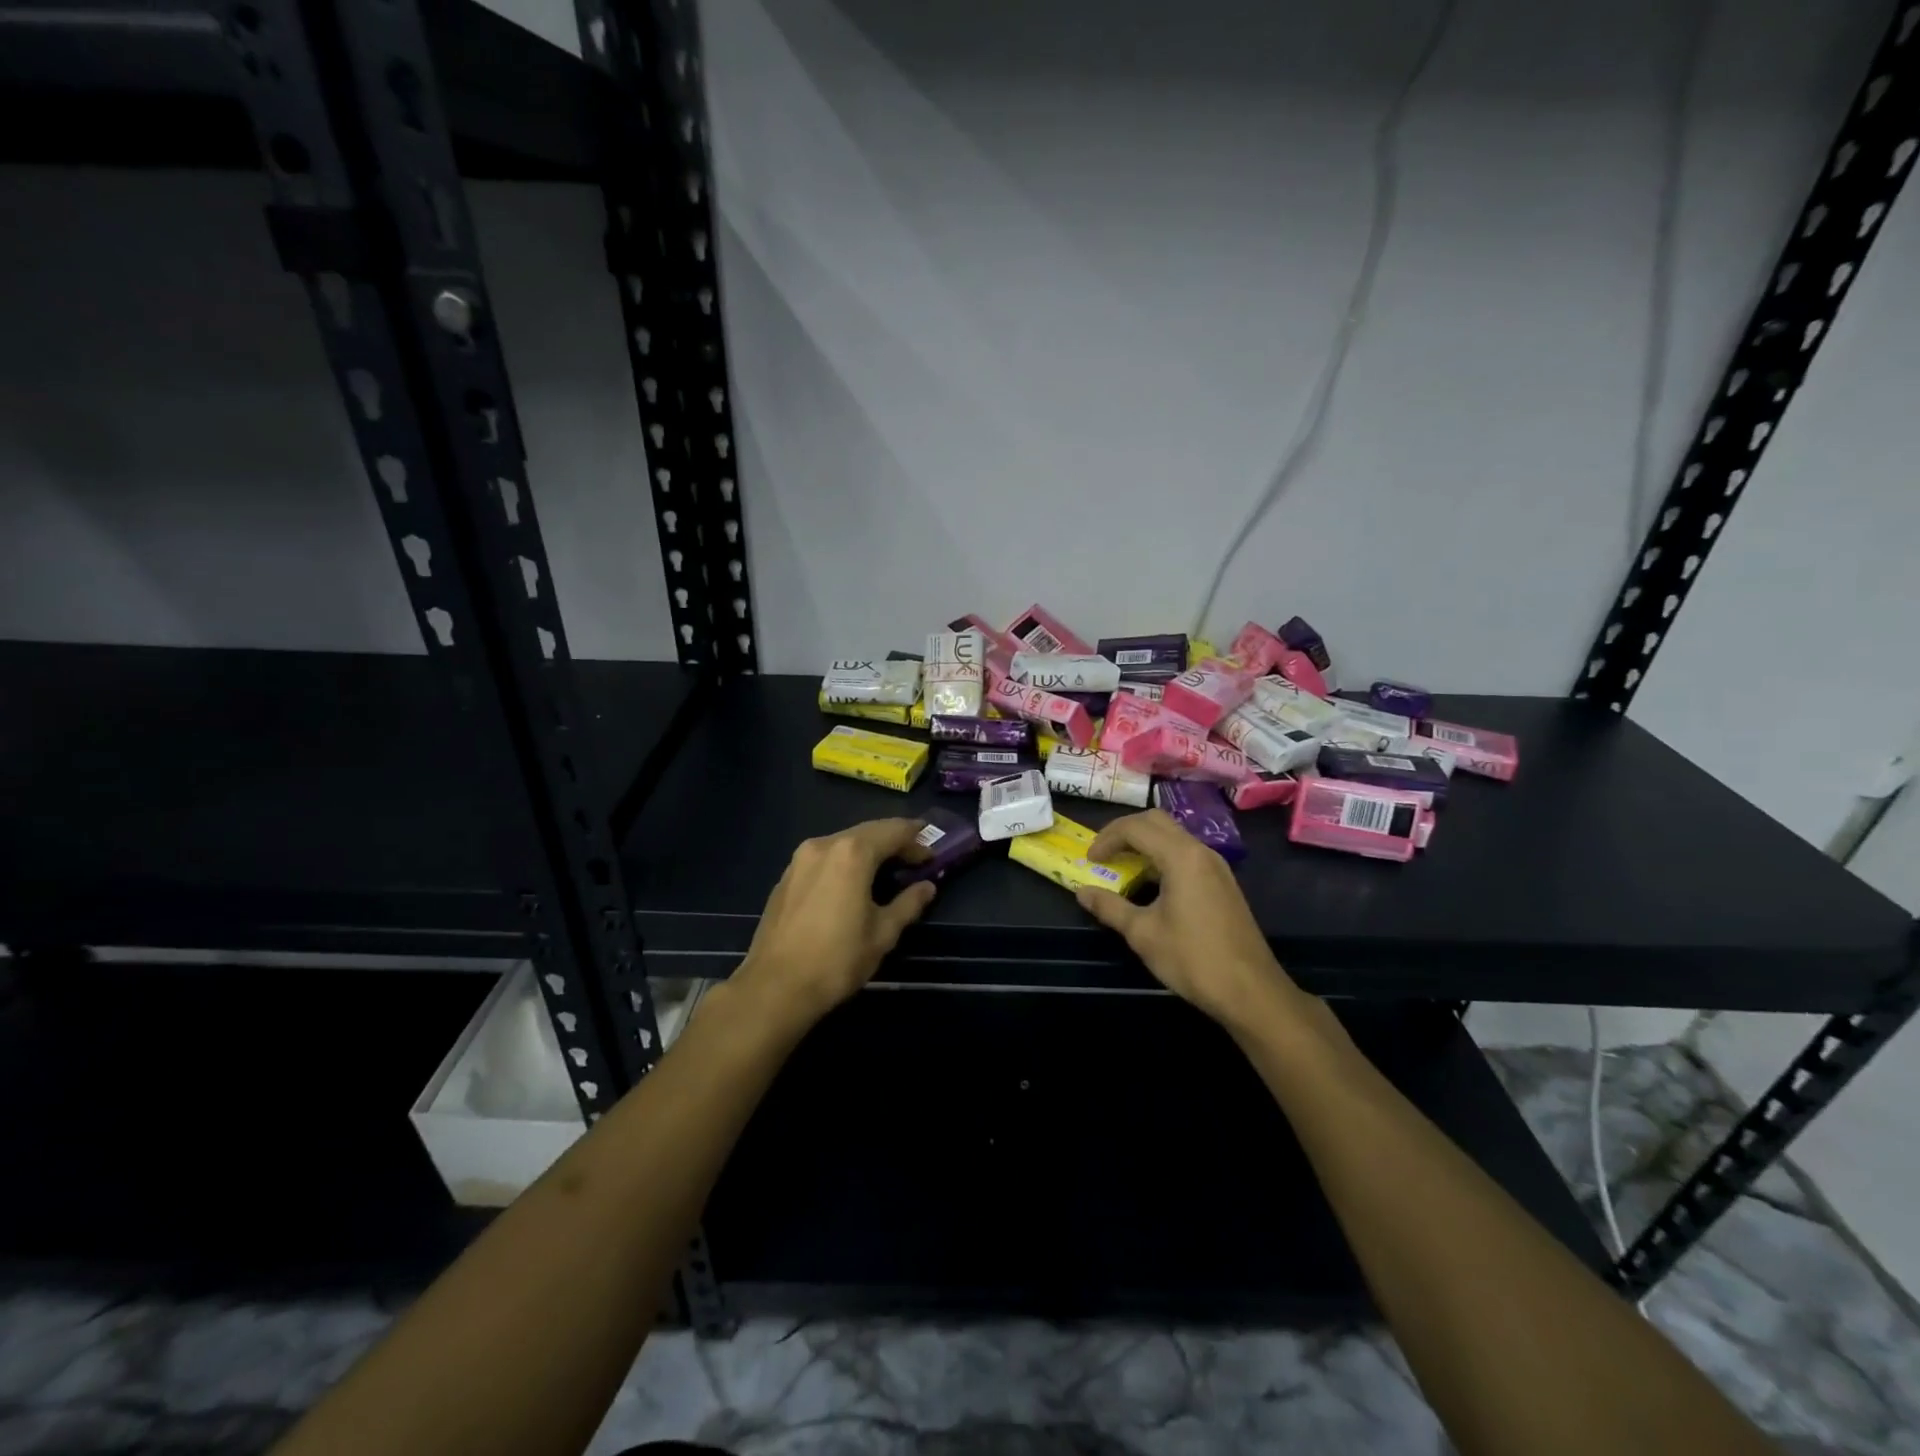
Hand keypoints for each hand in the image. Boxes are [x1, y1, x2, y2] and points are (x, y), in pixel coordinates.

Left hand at [734, 819, 936, 1024]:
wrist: (775, 988)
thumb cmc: (837, 960)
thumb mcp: (883, 934)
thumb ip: (908, 904)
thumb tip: (927, 887)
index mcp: (853, 853)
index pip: (894, 831)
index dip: (917, 840)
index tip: (932, 855)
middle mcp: (825, 844)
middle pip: (868, 831)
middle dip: (893, 841)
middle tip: (915, 858)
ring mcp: (800, 858)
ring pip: (843, 842)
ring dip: (868, 850)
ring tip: (886, 869)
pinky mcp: (786, 876)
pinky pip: (824, 857)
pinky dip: (845, 861)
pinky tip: (852, 882)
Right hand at [1074, 809, 1298, 1028]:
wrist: (1251, 991)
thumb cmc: (1193, 959)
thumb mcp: (1143, 934)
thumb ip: (1110, 907)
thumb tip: (1082, 892)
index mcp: (1181, 856)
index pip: (1136, 827)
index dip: (1107, 838)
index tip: (1089, 860)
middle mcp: (1201, 852)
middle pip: (1156, 822)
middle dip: (1125, 832)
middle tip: (1104, 854)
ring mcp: (1216, 866)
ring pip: (1173, 837)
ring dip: (1144, 844)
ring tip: (1122, 868)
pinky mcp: (1222, 883)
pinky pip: (1186, 855)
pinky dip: (1162, 858)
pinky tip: (1150, 886)